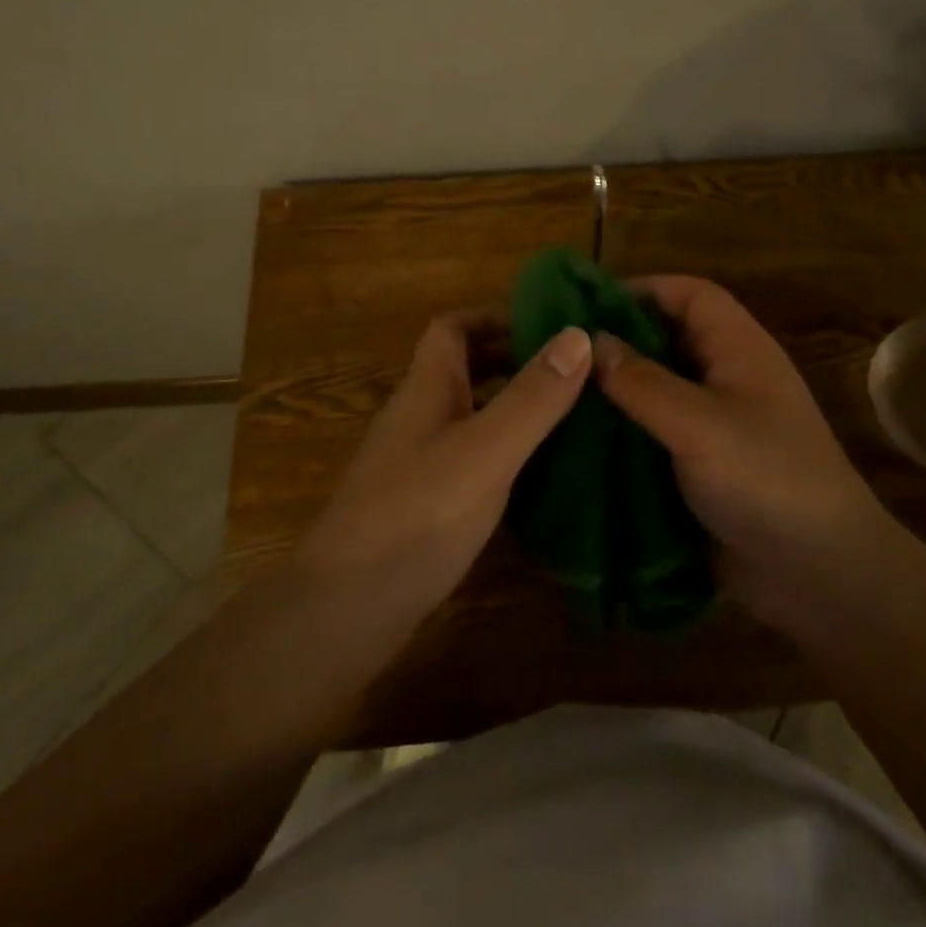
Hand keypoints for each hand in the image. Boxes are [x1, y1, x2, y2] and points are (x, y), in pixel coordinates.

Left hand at [293, 309, 591, 631]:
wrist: (346, 610)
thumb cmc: (417, 514)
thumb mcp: (486, 450)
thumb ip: (532, 396)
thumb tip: (579, 335)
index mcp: (427, 388)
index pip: (453, 328)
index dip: (495, 316)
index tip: (549, 324)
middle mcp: (420, 416)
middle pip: (465, 368)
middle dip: (515, 359)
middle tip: (575, 370)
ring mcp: (420, 462)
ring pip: (472, 414)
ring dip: (515, 406)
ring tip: (572, 413)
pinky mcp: (427, 504)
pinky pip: (473, 457)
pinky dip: (507, 452)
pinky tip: (541, 472)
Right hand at [593, 276, 894, 633]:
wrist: (819, 576)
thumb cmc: (767, 480)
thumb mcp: (700, 424)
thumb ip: (642, 382)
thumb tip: (590, 342)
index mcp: (740, 350)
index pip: (691, 295)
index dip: (645, 289)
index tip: (588, 304)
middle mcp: (727, 378)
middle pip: (669, 338)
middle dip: (620, 339)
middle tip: (561, 352)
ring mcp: (714, 425)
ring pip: (657, 388)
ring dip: (616, 389)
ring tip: (559, 392)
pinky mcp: (700, 465)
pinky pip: (654, 433)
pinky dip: (622, 431)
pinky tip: (580, 439)